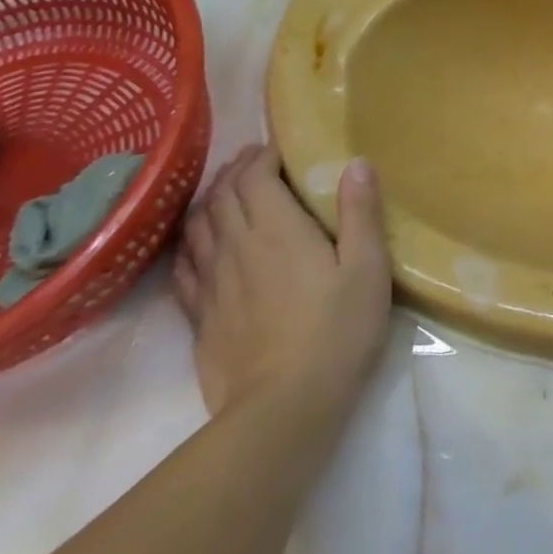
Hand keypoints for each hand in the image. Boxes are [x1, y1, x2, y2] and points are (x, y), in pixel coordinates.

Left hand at [173, 145, 390, 424]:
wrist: (284, 405)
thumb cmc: (337, 329)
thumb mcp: (368, 267)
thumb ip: (361, 212)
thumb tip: (356, 163)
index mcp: (276, 229)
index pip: (254, 176)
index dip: (262, 156)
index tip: (278, 148)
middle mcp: (235, 246)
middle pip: (222, 195)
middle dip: (237, 170)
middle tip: (256, 162)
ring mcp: (211, 282)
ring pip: (198, 225)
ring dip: (210, 199)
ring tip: (226, 192)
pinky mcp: (200, 315)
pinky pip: (184, 264)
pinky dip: (190, 241)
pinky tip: (199, 243)